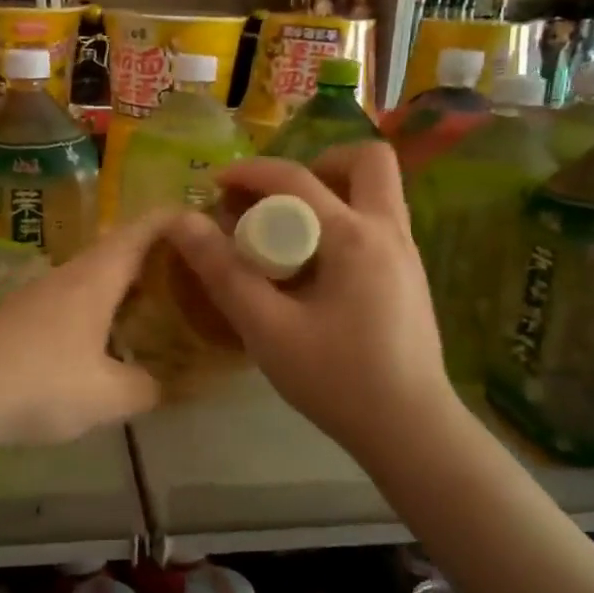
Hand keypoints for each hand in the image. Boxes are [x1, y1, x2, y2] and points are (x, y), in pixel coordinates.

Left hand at [0, 213, 178, 450]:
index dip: (178, 220)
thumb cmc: (38, 384)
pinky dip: (103, 305)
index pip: (145, 228)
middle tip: (198, 276)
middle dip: (161, 256)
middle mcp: (70, 273)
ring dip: (130, 283)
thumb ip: (148, 388)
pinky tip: (110, 336)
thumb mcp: (106, 396)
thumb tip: (172, 384)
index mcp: (97, 276)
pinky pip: (76, 296)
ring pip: (97, 274)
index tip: (211, 226)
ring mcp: (41, 292)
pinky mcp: (22, 314)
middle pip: (123, 248)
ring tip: (162, 306)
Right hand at [166, 143, 454, 456]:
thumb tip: (182, 223)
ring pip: (378, 191)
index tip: (216, 184)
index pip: (298, 180)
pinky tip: (315, 271)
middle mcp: (390, 232)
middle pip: (369, 161)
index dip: (251, 172)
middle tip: (280, 200)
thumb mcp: (268, 330)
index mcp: (356, 238)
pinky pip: (378, 223)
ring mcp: (408, 254)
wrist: (411, 431)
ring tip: (290, 234)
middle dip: (318, 165)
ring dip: (332, 194)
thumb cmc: (338, 380)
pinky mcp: (410, 277)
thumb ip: (224, 273)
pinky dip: (343, 223)